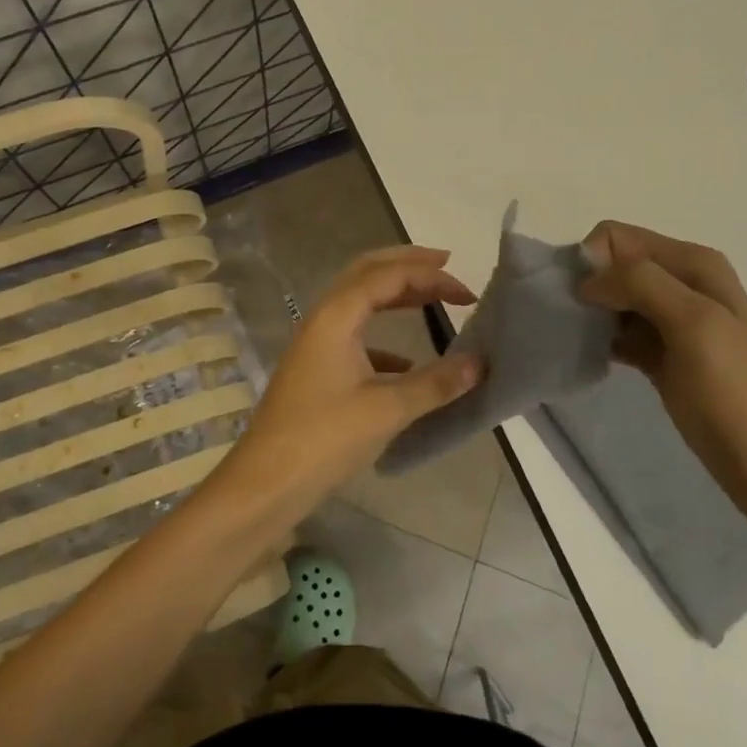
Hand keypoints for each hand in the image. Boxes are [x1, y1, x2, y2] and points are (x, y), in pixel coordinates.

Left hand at [213, 245, 481, 518]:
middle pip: (367, 272)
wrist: (265, 482)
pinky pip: (354, 335)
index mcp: (336, 316)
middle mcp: (323, 319)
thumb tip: (480, 363)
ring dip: (395, 295)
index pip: (388, 276)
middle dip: (407, 264)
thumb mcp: (386, 410)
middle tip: (446, 265)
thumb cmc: (323, 438)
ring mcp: (316, 343)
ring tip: (432, 298)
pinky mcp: (316, 369)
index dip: (430, 276)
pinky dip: (384, 336)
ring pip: (359, 301)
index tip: (468, 293)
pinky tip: (408, 363)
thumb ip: (435, 384)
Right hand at [578, 222, 746, 526]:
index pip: (616, 237)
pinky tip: (590, 358)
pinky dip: (600, 340)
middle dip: (586, 287)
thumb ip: (640, 284)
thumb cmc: (739, 393)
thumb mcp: (695, 323)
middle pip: (612, 266)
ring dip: (589, 315)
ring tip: (576, 342)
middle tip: (571, 324)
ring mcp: (672, 323)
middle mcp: (682, 283)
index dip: (592, 262)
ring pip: (612, 299)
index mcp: (693, 264)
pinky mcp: (662, 357)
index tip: (580, 303)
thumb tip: (586, 281)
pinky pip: (618, 333)